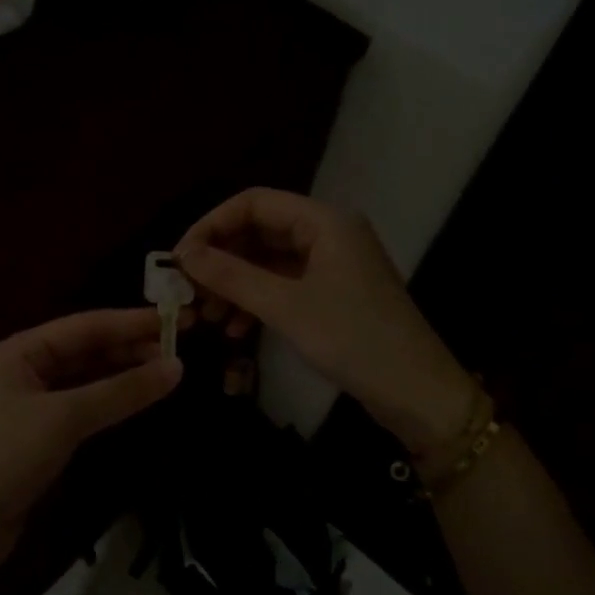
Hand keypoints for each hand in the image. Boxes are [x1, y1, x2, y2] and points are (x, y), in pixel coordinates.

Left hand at [0, 306, 180, 556]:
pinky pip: (78, 409)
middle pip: (83, 351)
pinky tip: (133, 403)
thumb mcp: (64, 418)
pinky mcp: (33, 439)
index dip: (131, 322)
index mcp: (17, 351)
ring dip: (120, 376)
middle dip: (128, 348)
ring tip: (165, 373)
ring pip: (83, 381)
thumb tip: (177, 368)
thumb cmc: (3, 457)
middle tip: (178, 350)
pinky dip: (106, 404)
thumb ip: (121, 392)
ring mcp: (26, 406)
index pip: (84, 326)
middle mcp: (20, 371)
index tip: (176, 319)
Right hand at [175, 188, 479, 456]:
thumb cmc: (353, 340)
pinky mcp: (332, 295)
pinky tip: (236, 331)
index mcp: (324, 221)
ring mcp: (331, 265)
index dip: (211, 226)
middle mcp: (327, 234)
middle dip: (220, 261)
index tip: (179, 260)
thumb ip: (233, 277)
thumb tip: (184, 255)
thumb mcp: (286, 307)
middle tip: (188, 292)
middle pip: (258, 232)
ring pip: (268, 263)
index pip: (253, 203)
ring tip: (206, 317)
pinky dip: (256, 303)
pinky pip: (283, 287)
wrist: (415, 391)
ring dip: (234, 286)